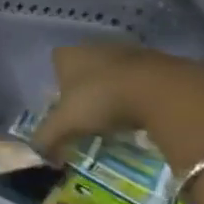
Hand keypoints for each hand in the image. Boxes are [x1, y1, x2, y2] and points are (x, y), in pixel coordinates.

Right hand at [32, 44, 203, 170]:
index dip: (60, 83)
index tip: (67, 105)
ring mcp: (131, 50)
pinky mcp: (163, 60)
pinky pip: (146, 78)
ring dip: (118, 89)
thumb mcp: (66, 124)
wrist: (165, 91)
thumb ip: (47, 138)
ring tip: (122, 115)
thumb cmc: (103, 100)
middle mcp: (96, 46)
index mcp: (68, 55)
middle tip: (93, 113)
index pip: (57, 62)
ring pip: (117, 71)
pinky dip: (145, 93)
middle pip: (87, 65)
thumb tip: (39, 156)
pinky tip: (147, 112)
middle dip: (89, 86)